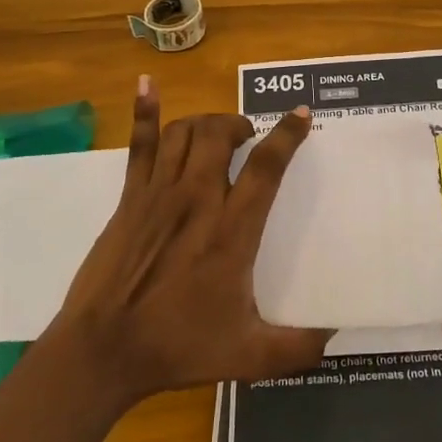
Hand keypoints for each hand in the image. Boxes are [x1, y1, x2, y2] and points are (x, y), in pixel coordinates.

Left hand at [51, 79, 332, 403]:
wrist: (104, 351)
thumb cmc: (178, 348)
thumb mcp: (249, 356)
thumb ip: (298, 347)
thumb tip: (337, 334)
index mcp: (231, 231)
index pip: (265, 166)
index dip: (286, 135)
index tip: (300, 115)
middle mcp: (197, 199)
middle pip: (219, 134)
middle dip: (239, 125)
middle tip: (247, 138)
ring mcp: (158, 194)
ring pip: (184, 132)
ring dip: (205, 123)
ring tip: (215, 133)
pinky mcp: (129, 198)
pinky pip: (140, 145)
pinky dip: (145, 113)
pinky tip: (146, 86)